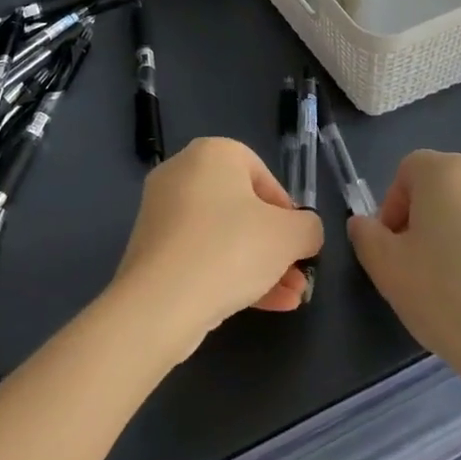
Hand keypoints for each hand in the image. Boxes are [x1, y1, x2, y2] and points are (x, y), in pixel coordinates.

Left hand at [109, 138, 324, 359]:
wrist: (161, 302)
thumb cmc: (231, 249)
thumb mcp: (289, 236)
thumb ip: (308, 228)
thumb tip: (305, 232)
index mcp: (212, 153)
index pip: (261, 174)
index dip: (287, 209)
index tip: (299, 241)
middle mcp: (181, 173)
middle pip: (242, 208)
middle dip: (276, 245)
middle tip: (298, 275)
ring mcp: (162, 212)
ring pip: (223, 236)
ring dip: (260, 265)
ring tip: (290, 298)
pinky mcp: (153, 249)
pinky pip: (201, 254)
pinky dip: (230, 274)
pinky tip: (264, 306)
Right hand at [347, 151, 460, 410]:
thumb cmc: (450, 298)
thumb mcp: (387, 269)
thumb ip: (366, 236)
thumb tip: (367, 224)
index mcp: (444, 170)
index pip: (406, 172)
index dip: (392, 209)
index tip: (394, 252)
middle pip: (440, 186)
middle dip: (422, 220)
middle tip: (419, 269)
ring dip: (454, 234)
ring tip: (455, 285)